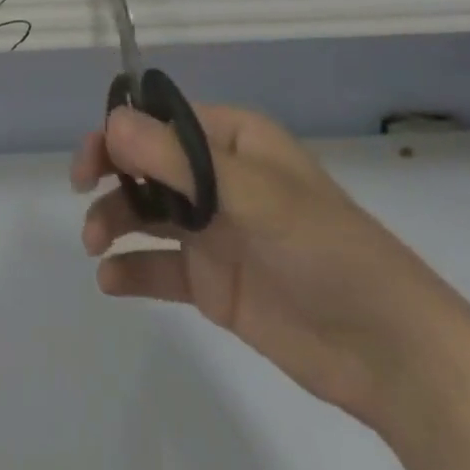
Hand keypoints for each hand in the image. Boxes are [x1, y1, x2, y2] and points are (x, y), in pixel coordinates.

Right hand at [72, 104, 469, 430]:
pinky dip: (132, 270)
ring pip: (147, 212)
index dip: (121, 131)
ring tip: (96, 244)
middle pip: (147, 163)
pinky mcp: (214, 282)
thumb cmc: (323, 248)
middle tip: (83, 192)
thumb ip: (179, 160)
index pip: (163, 120)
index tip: (92, 157)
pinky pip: (161, 267)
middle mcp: (218, 178)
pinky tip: (110, 281)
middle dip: (112, 173)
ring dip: (115, 220)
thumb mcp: (252, 194)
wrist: (387, 349)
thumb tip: (112, 122)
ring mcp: (214, 231)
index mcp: (233, 141)